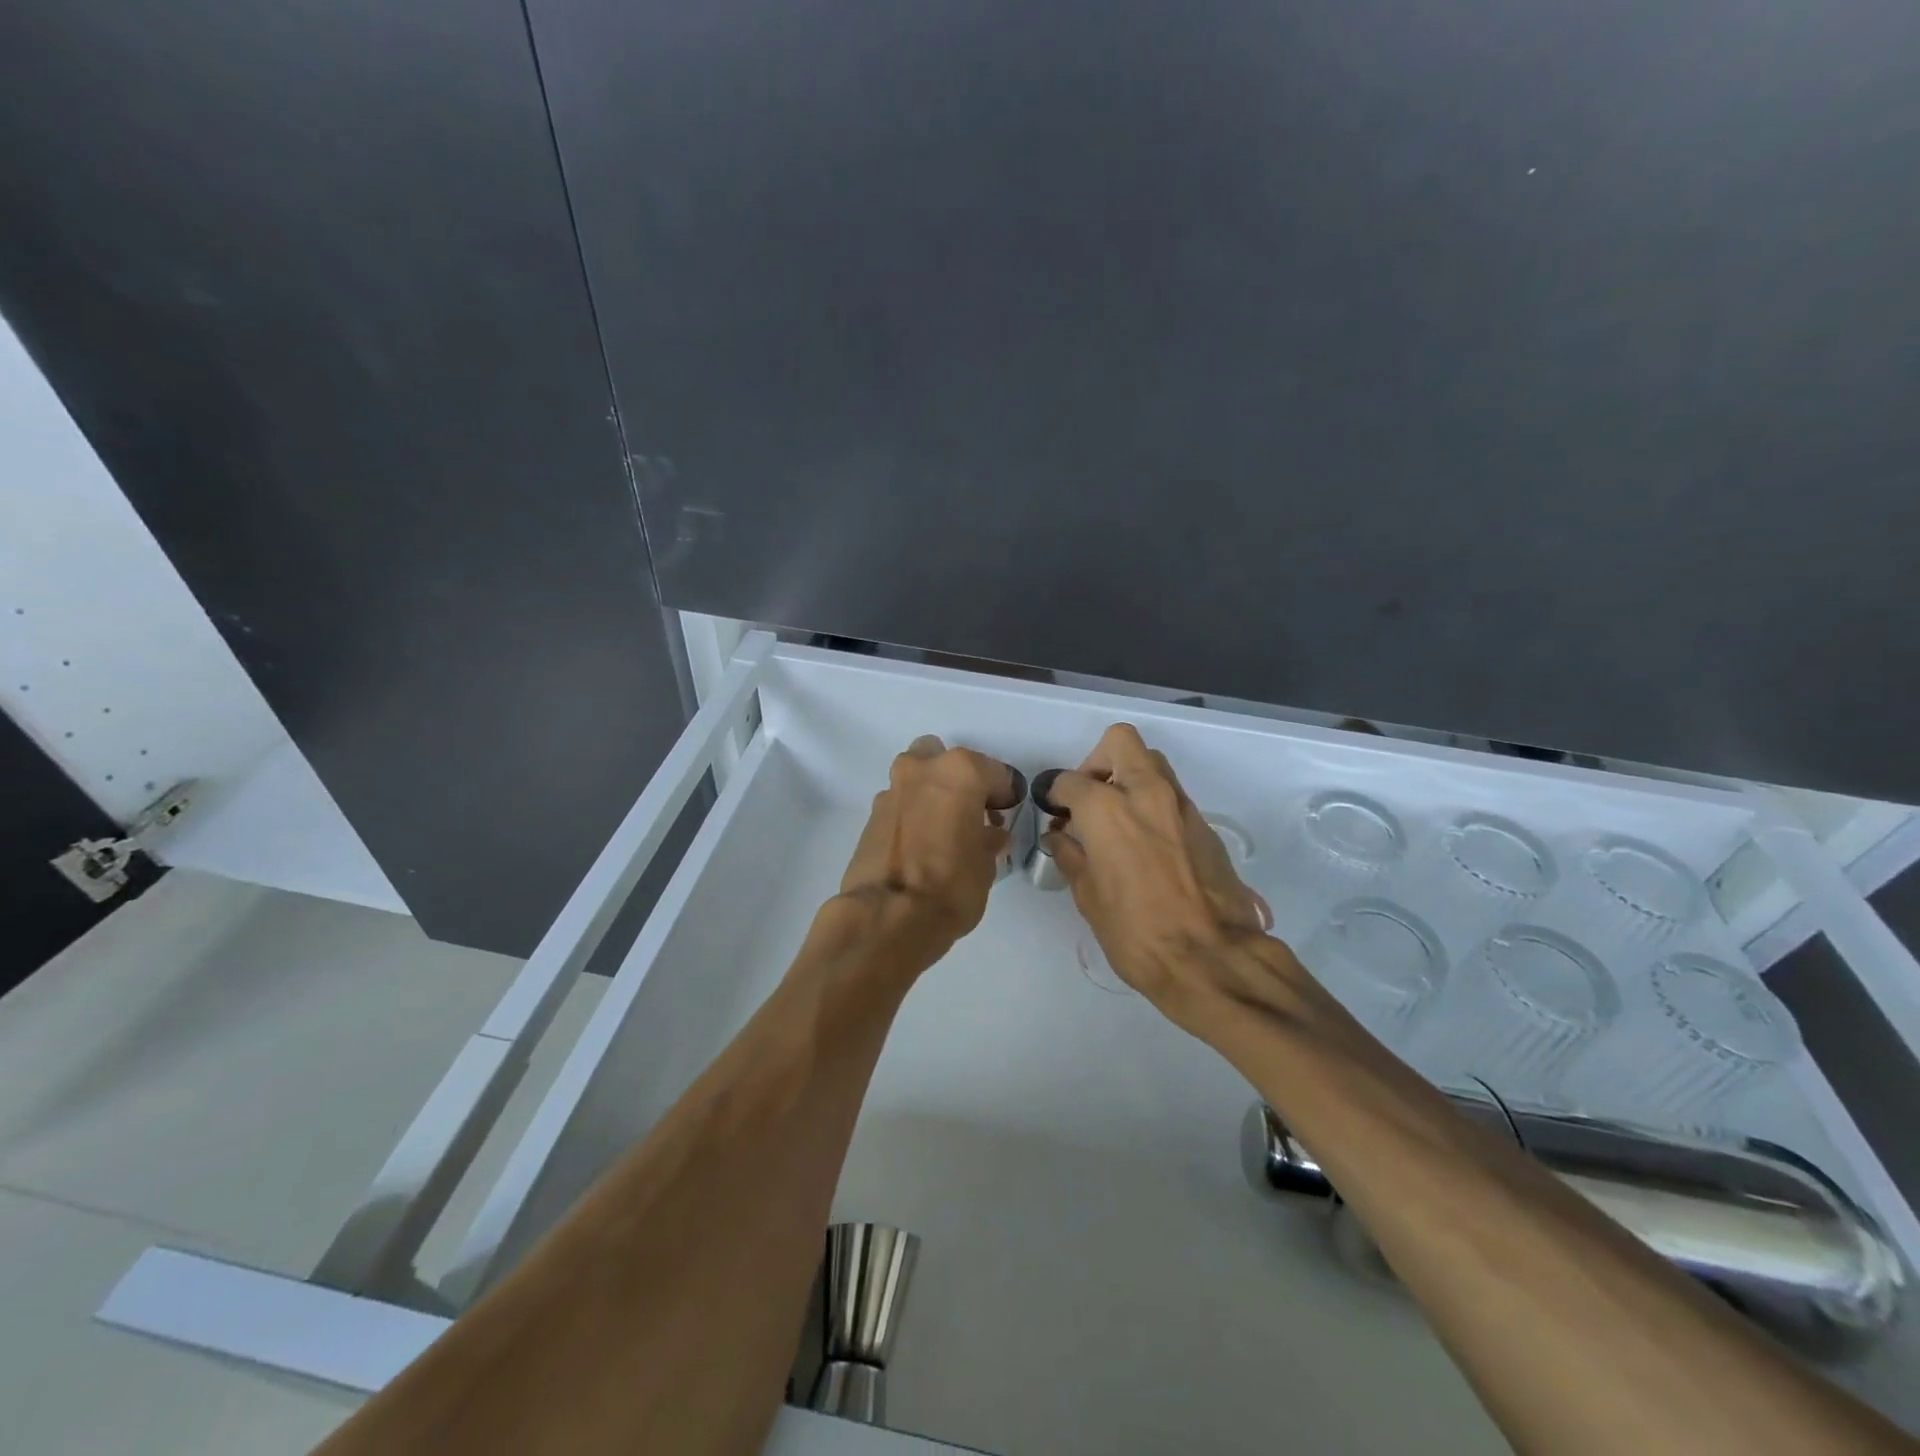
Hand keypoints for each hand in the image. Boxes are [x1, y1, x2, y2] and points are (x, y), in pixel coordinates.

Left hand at [838, 734, 1021, 948]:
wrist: (888, 916)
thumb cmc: (951, 886)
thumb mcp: (986, 865)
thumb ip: (988, 839)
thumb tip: (987, 834)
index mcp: (960, 771)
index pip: (994, 772)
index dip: (1004, 794)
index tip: (1006, 812)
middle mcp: (922, 769)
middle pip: (944, 759)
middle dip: (958, 779)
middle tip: (970, 812)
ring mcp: (892, 790)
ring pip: (917, 777)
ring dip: (931, 793)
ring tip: (943, 828)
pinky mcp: (870, 814)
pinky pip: (900, 803)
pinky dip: (912, 813)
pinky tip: (921, 842)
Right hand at [1044, 724, 1279, 1032]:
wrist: (1212, 958)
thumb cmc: (1137, 932)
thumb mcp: (1089, 897)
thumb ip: (1071, 856)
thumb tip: (1061, 837)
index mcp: (1107, 809)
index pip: (1070, 780)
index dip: (1055, 795)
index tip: (1055, 815)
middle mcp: (1146, 792)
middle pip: (1120, 742)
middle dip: (1098, 761)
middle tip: (1090, 797)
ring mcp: (1180, 805)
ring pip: (1151, 763)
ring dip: (1129, 778)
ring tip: (1118, 819)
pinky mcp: (1204, 824)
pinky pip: (1171, 795)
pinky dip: (1153, 803)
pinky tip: (1146, 843)